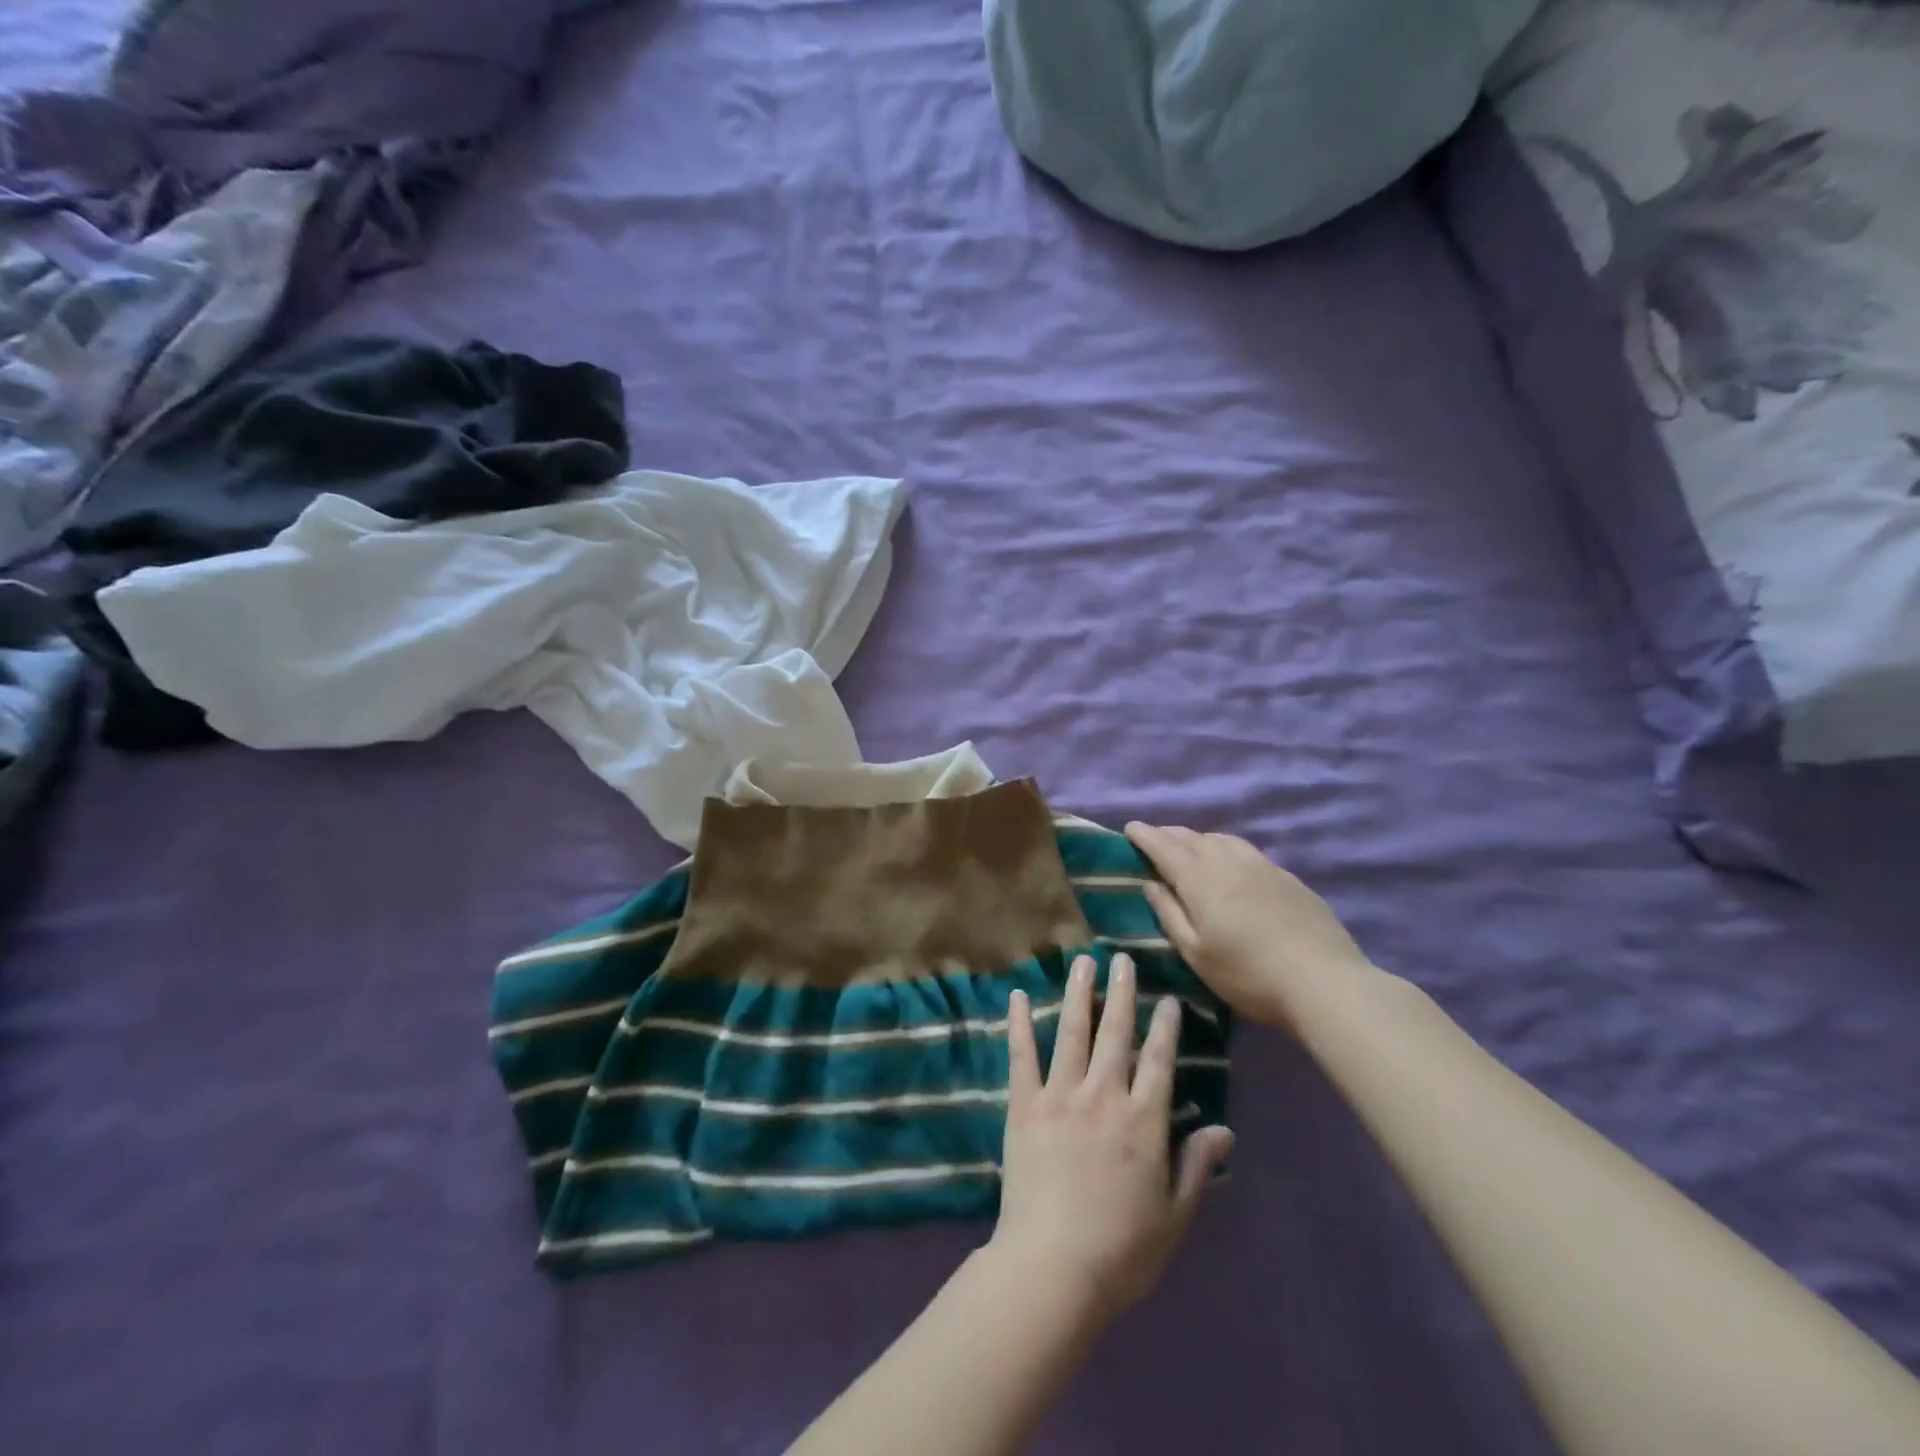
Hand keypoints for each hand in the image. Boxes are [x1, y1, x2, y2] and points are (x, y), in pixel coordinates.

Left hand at [991, 953, 1233, 1323]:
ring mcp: (1060, 1095)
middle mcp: (1103, 1095)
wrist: (1053, 1267)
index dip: (1165, 1027)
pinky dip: (1020, 1023)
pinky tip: (1018, 996)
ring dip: (1078, 994)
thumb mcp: (1174, 1216)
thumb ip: (1197, 1166)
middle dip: (1122, 993)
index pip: (1159, 1060)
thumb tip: (1224, 1129)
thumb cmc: (1122, 1251)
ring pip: (1072, 1032)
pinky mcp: (1024, 1105)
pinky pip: (1022, 1056)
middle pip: (1116, 1033)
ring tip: (1082, 961)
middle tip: (1122, 959)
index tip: (1168, 997)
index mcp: (1143, 1121)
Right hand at [1125, 822, 1372, 1030]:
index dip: (1145, 836)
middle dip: (1169, 834)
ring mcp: (1262, 866)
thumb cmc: (1248, 974)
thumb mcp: (1196, 953)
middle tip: (1154, 836)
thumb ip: (1170, 914)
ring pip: (1222, 840)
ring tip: (1190, 845)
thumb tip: (1152, 884)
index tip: (1130, 827)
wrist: (1323, 981)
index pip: (1165, 848)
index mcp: (1200, 879)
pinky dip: (1226, 848)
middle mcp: (1228, 862)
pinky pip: (1245, 850)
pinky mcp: (1287, 877)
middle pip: (1193, 839)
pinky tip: (1231, 862)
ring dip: (1199, 838)